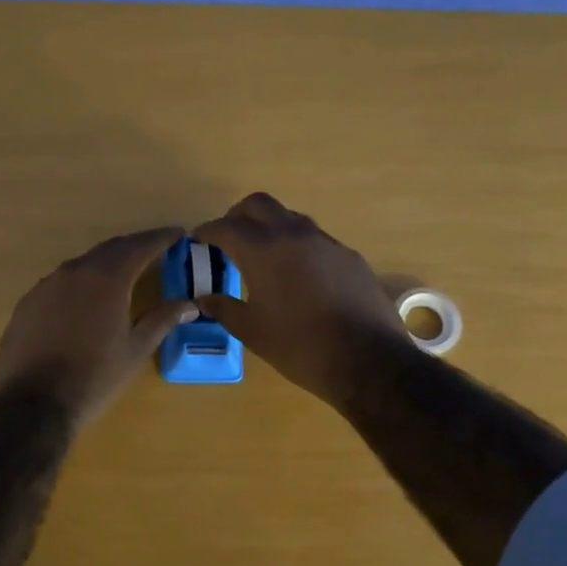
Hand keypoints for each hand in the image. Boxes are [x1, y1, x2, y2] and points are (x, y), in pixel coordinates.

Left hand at [0, 226, 199, 427]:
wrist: (33, 404)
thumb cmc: (94, 377)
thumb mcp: (135, 350)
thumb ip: (161, 320)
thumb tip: (188, 304)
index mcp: (107, 278)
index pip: (140, 247)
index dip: (161, 238)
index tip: (178, 233)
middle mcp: (75, 271)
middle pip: (110, 249)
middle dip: (134, 247)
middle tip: (155, 249)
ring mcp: (46, 285)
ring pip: (83, 265)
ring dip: (106, 264)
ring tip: (123, 273)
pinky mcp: (28, 303)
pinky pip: (60, 283)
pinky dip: (80, 283)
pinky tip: (85, 300)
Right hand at [192, 192, 410, 407]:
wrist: (368, 360)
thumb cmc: (300, 347)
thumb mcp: (253, 332)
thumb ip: (224, 309)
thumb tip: (204, 299)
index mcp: (263, 251)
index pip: (226, 227)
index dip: (207, 231)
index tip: (198, 239)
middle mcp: (294, 235)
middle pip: (259, 205)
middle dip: (238, 216)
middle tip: (228, 237)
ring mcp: (326, 242)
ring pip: (290, 218)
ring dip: (270, 227)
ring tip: (262, 254)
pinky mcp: (349, 256)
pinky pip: (315, 239)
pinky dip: (297, 245)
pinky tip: (298, 274)